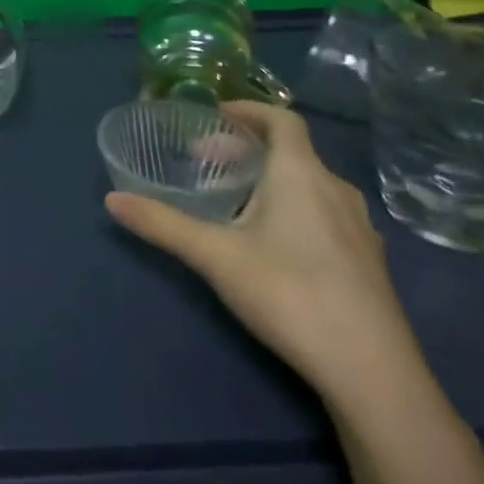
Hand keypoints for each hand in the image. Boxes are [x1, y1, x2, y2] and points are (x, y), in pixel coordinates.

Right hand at [105, 102, 424, 406]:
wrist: (373, 373)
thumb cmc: (289, 294)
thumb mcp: (214, 256)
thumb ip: (162, 224)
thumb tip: (111, 199)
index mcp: (301, 174)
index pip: (282, 119)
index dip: (249, 110)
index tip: (216, 115)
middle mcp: (336, 190)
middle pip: (292, 151)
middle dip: (248, 149)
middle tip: (209, 162)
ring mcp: (360, 228)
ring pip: (311, 183)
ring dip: (273, 179)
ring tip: (238, 201)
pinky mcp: (368, 262)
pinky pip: (327, 213)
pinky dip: (296, 207)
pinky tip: (276, 243)